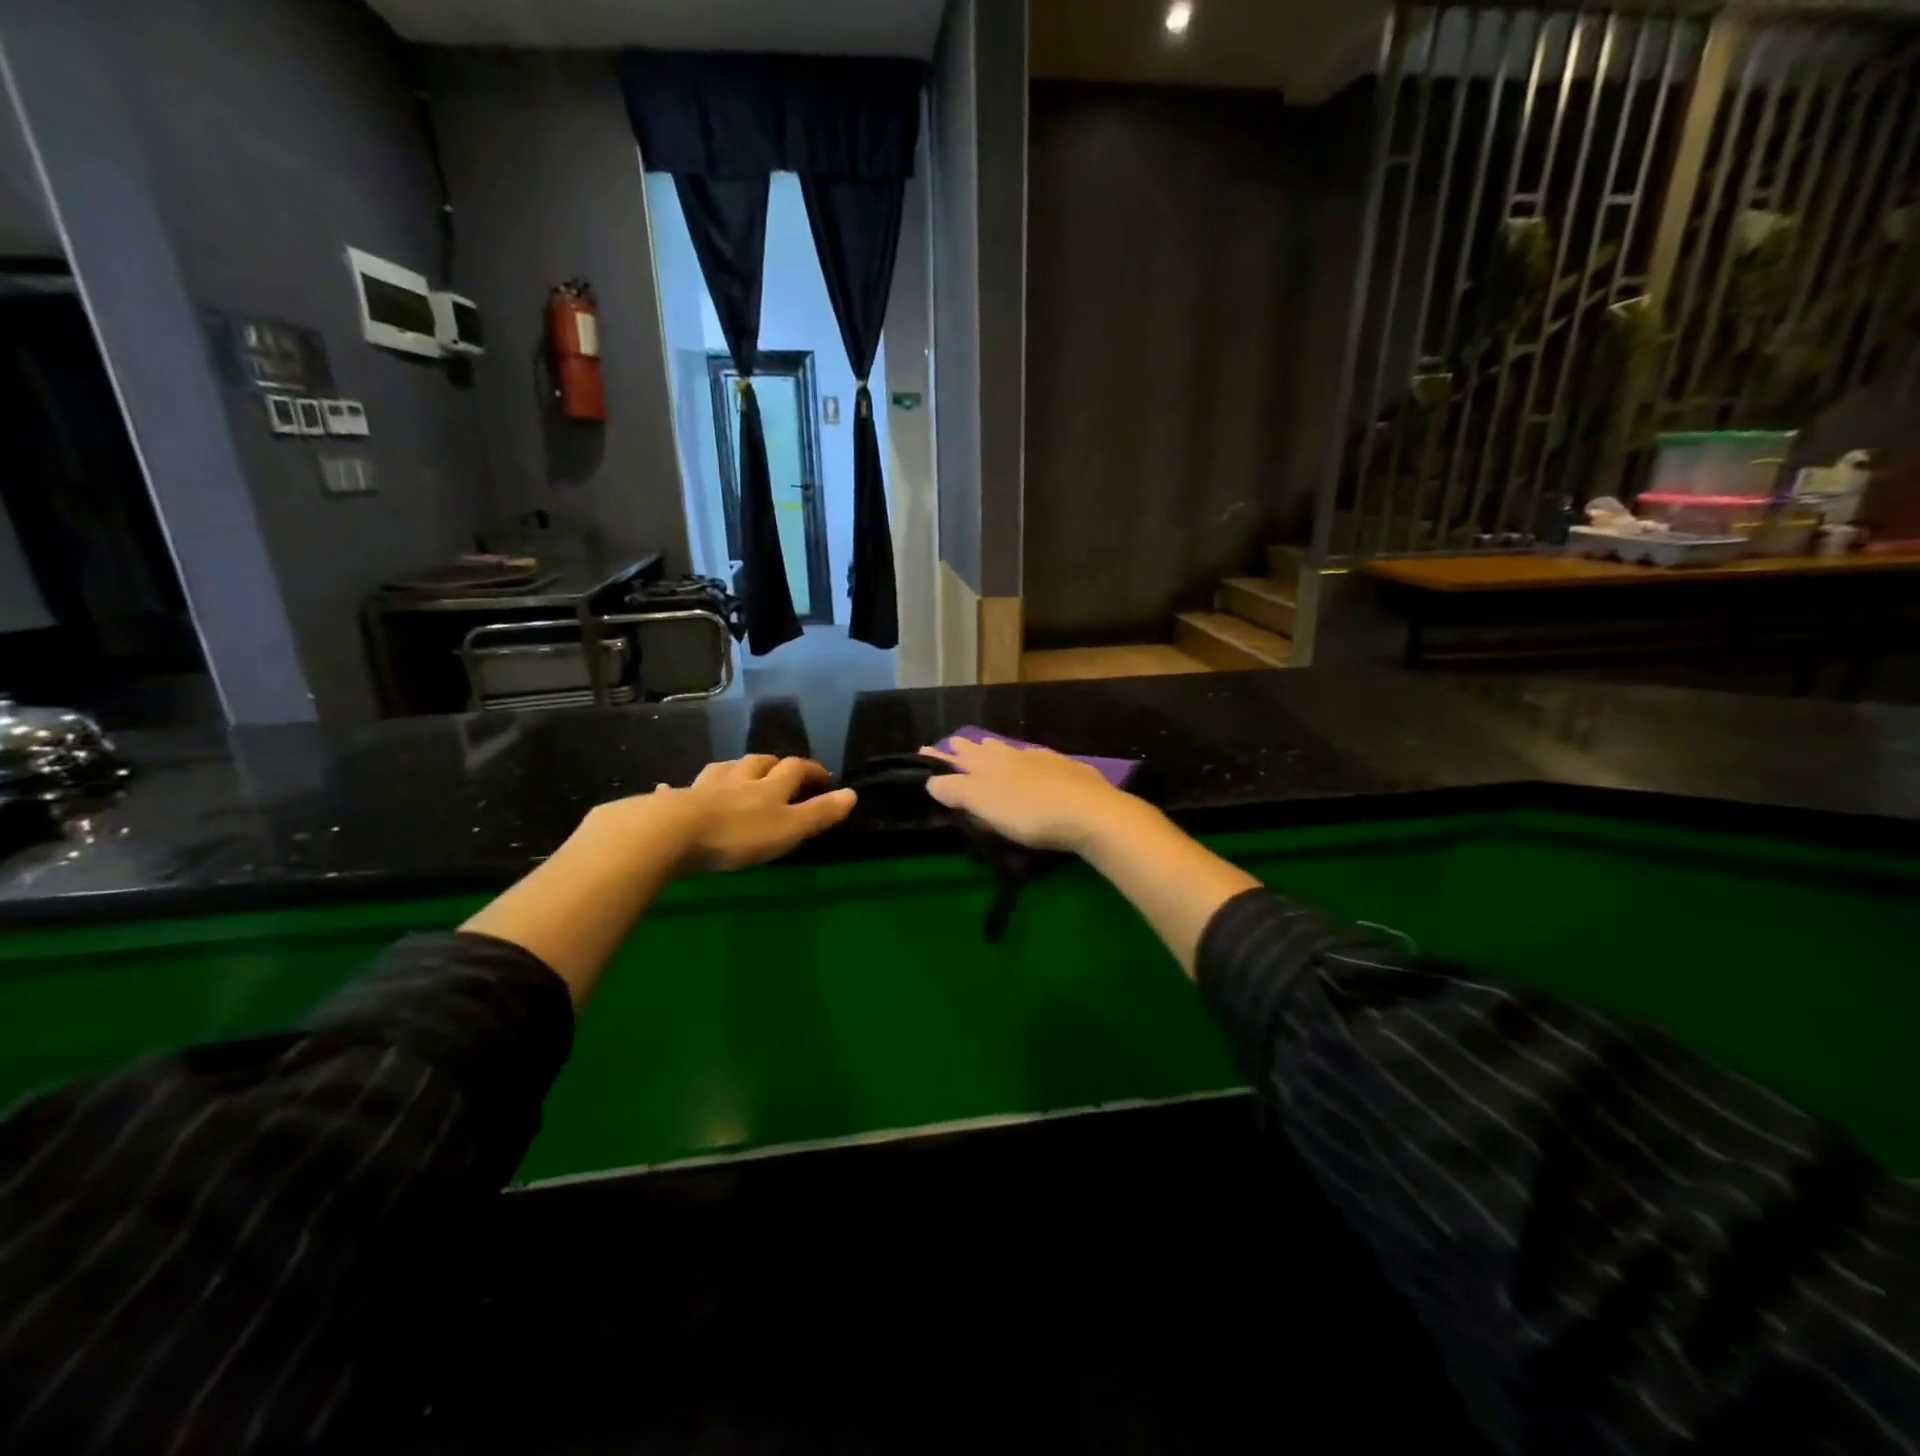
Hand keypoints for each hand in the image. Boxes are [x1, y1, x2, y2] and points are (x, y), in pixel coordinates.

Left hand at [584, 755, 856, 875]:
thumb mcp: (789, 828)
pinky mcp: (673, 803)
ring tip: (738, 773)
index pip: (794, 768)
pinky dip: (677, 790)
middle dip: (773, 764)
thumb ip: (819, 813)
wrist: (673, 833)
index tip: (823, 776)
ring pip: (723, 770)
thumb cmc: (738, 834)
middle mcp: (738, 780)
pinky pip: (677, 791)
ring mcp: (703, 788)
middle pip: (758, 762)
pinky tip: (667, 789)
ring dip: (734, 769)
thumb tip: (852, 794)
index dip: (810, 770)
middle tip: (781, 770)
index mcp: (768, 786)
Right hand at [919, 738, 1136, 854]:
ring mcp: (1042, 760)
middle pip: (983, 749)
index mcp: (988, 763)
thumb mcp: (984, 804)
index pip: (957, 757)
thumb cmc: (1029, 812)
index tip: (924, 750)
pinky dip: (1026, 759)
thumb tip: (931, 780)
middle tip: (955, 744)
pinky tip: (1033, 761)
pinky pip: (1037, 758)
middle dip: (967, 748)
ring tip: (987, 744)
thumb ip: (956, 790)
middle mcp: (1012, 755)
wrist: (1090, 812)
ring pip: (1011, 750)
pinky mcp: (1068, 770)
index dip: (939, 757)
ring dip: (995, 748)